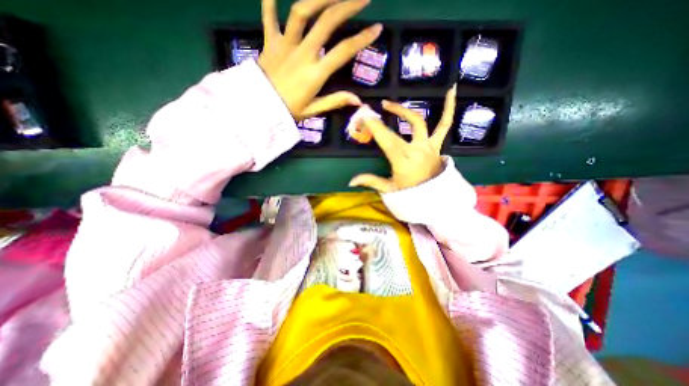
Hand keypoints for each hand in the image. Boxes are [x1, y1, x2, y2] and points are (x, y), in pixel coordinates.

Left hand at [258, 0, 381, 118]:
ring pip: (301, 11)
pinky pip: (268, 15)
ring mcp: (285, 44)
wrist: (259, 108)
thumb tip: (358, 100)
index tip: (377, 28)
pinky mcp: (269, 41)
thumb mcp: (314, 110)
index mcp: (315, 73)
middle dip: (347, 5)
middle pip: (327, 22)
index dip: (361, 39)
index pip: (343, 51)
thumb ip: (335, 101)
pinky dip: (270, 0)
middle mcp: (302, 53)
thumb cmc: (288, 111)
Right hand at [350, 85, 456, 191]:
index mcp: (402, 161)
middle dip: (380, 122)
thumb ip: (371, 182)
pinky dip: (449, 108)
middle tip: (369, 114)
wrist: (435, 198)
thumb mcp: (389, 190)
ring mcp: (428, 146)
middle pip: (397, 131)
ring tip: (391, 102)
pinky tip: (451, 91)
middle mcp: (416, 150)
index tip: (364, 116)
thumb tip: (351, 181)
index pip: (386, 140)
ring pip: (418, 122)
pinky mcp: (437, 145)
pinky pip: (444, 125)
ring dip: (404, 111)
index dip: (375, 127)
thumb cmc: (411, 194)